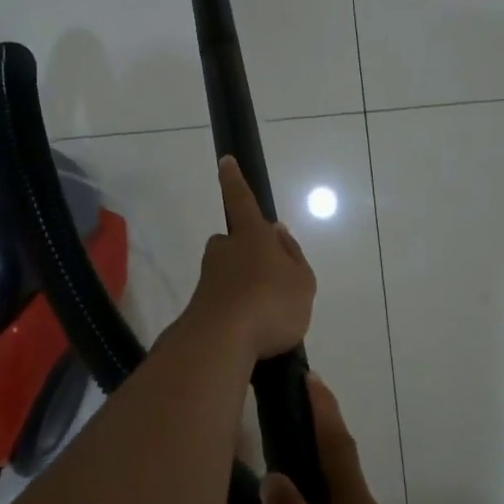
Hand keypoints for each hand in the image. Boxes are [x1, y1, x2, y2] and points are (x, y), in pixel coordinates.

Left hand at [182, 156, 316, 359]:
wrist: (220, 342)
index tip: (224, 161)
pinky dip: (240, 313)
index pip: (242, 201)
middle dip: (248, 256)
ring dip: (246, 288)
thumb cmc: (270, 303)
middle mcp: (224, 252)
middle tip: (272, 279)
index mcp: (251, 237)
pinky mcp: (202, 307)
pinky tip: (255, 334)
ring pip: (231, 275)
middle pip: (235, 245)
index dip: (235, 181)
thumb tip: (278, 232)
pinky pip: (227, 303)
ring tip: (269, 316)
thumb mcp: (301, 280)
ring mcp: (209, 279)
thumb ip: (292, 255)